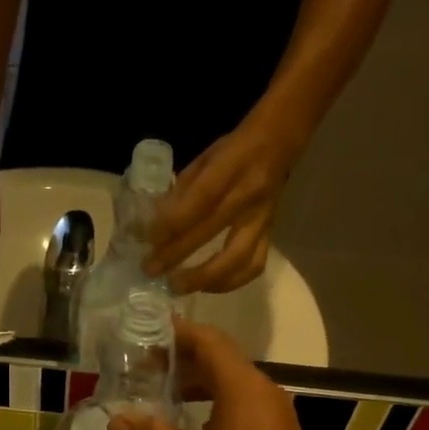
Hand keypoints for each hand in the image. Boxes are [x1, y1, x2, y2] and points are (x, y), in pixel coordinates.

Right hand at [105, 321, 338, 429]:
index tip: (143, 331)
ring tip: (156, 396)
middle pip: (218, 360)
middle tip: (139, 368)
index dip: (176, 332)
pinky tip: (185, 427)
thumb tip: (115, 419)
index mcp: (243, 387)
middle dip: (180, 360)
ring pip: (229, 385)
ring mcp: (272, 415)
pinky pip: (238, 407)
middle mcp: (261, 392)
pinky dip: (210, 406)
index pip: (208, 340)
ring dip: (194, 385)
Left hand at [143, 120, 299, 294]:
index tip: (148, 239)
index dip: (172, 223)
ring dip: (204, 279)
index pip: (199, 199)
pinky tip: (207, 286)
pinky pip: (253, 266)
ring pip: (237, 259)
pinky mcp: (270, 234)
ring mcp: (262, 218)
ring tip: (177, 286)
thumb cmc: (234, 150)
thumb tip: (154, 223)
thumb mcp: (204, 158)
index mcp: (231, 167)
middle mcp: (248, 195)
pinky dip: (229, 282)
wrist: (279, 143)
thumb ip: (181, 190)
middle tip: (150, 270)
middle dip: (175, 254)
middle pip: (210, 231)